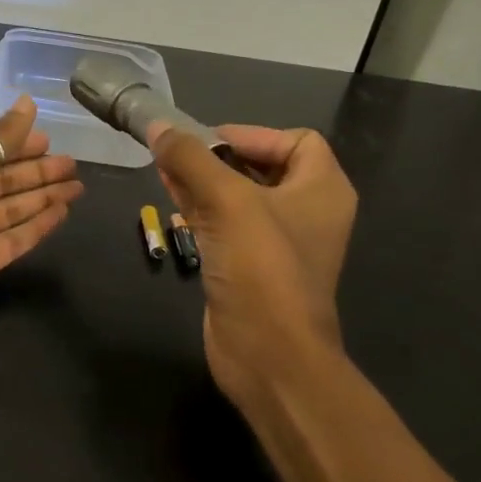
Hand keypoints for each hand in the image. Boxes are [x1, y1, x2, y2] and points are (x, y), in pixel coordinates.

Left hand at [0, 96, 83, 362]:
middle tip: (75, 165)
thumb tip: (26, 101)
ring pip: (11, 209)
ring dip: (42, 197)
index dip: (20, 143)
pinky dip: (36, 227)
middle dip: (37, 171)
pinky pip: (13, 240)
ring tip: (78, 188)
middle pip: (3, 178)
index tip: (52, 139)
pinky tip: (61, 216)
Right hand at [151, 124, 357, 406]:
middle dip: (217, 157)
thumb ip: (191, 159)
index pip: (295, 140)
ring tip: (163, 171)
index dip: (252, 135)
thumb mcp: (227, 202)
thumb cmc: (262, 269)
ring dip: (202, 181)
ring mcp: (277, 243)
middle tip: (175, 153)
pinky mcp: (250, 267)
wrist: (269, 355)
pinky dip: (200, 209)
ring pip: (237, 196)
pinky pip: (225, 225)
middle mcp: (306, 211)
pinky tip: (169, 203)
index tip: (207, 142)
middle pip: (260, 166)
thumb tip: (158, 126)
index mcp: (322, 189)